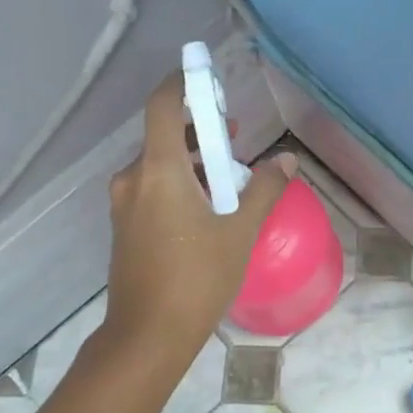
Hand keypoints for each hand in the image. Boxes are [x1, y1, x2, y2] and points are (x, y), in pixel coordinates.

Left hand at [104, 72, 294, 358]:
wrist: (147, 336)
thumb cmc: (196, 278)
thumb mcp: (240, 232)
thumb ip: (265, 190)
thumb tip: (286, 160)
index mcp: (159, 171)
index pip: (164, 106)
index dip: (183, 83)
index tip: (207, 76)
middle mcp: (134, 179)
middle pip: (166, 136)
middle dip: (203, 132)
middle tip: (237, 139)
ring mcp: (126, 204)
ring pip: (161, 165)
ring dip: (194, 162)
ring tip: (231, 180)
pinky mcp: (126, 226)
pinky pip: (154, 189)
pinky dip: (180, 184)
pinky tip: (208, 209)